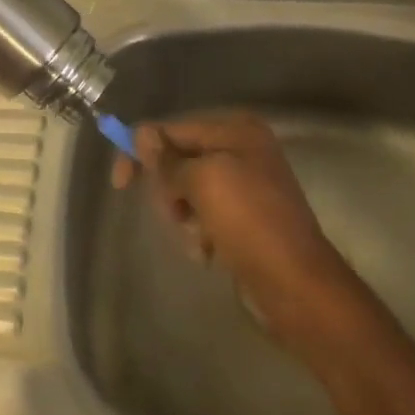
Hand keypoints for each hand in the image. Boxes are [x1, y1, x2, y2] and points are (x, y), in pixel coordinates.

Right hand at [111, 111, 351, 345]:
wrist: (295, 284)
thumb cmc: (248, 222)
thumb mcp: (203, 182)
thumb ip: (168, 160)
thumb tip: (142, 134)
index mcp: (235, 130)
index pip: (172, 129)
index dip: (142, 151)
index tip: (119, 184)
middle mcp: (241, 150)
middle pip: (179, 161)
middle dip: (170, 191)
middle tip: (177, 214)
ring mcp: (245, 185)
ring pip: (188, 192)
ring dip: (185, 217)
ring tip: (199, 239)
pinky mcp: (245, 218)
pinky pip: (205, 216)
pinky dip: (200, 233)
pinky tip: (209, 252)